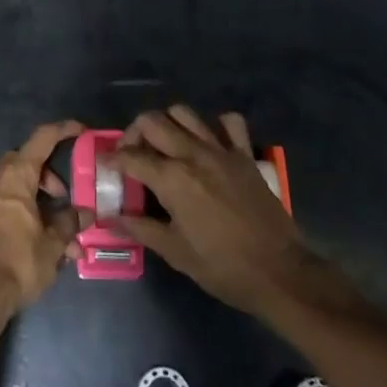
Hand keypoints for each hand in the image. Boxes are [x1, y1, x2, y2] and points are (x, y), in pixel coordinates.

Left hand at [0, 120, 90, 322]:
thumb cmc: (18, 262)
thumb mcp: (53, 245)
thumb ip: (69, 222)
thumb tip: (83, 212)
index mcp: (15, 177)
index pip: (41, 139)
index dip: (62, 130)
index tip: (80, 129)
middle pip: (26, 162)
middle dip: (49, 177)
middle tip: (65, 199)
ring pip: (15, 186)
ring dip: (37, 200)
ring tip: (57, 234)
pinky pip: (3, 203)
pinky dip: (22, 211)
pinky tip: (37, 241)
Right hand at [112, 105, 311, 316]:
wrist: (280, 273)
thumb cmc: (223, 267)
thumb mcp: (175, 253)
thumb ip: (141, 228)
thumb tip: (111, 217)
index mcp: (172, 179)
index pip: (130, 156)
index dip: (112, 159)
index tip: (106, 165)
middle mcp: (193, 154)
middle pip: (152, 122)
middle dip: (134, 133)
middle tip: (133, 154)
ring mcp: (221, 150)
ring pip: (184, 113)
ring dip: (168, 124)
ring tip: (166, 145)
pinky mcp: (245, 155)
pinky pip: (229, 123)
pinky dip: (215, 125)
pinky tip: (209, 143)